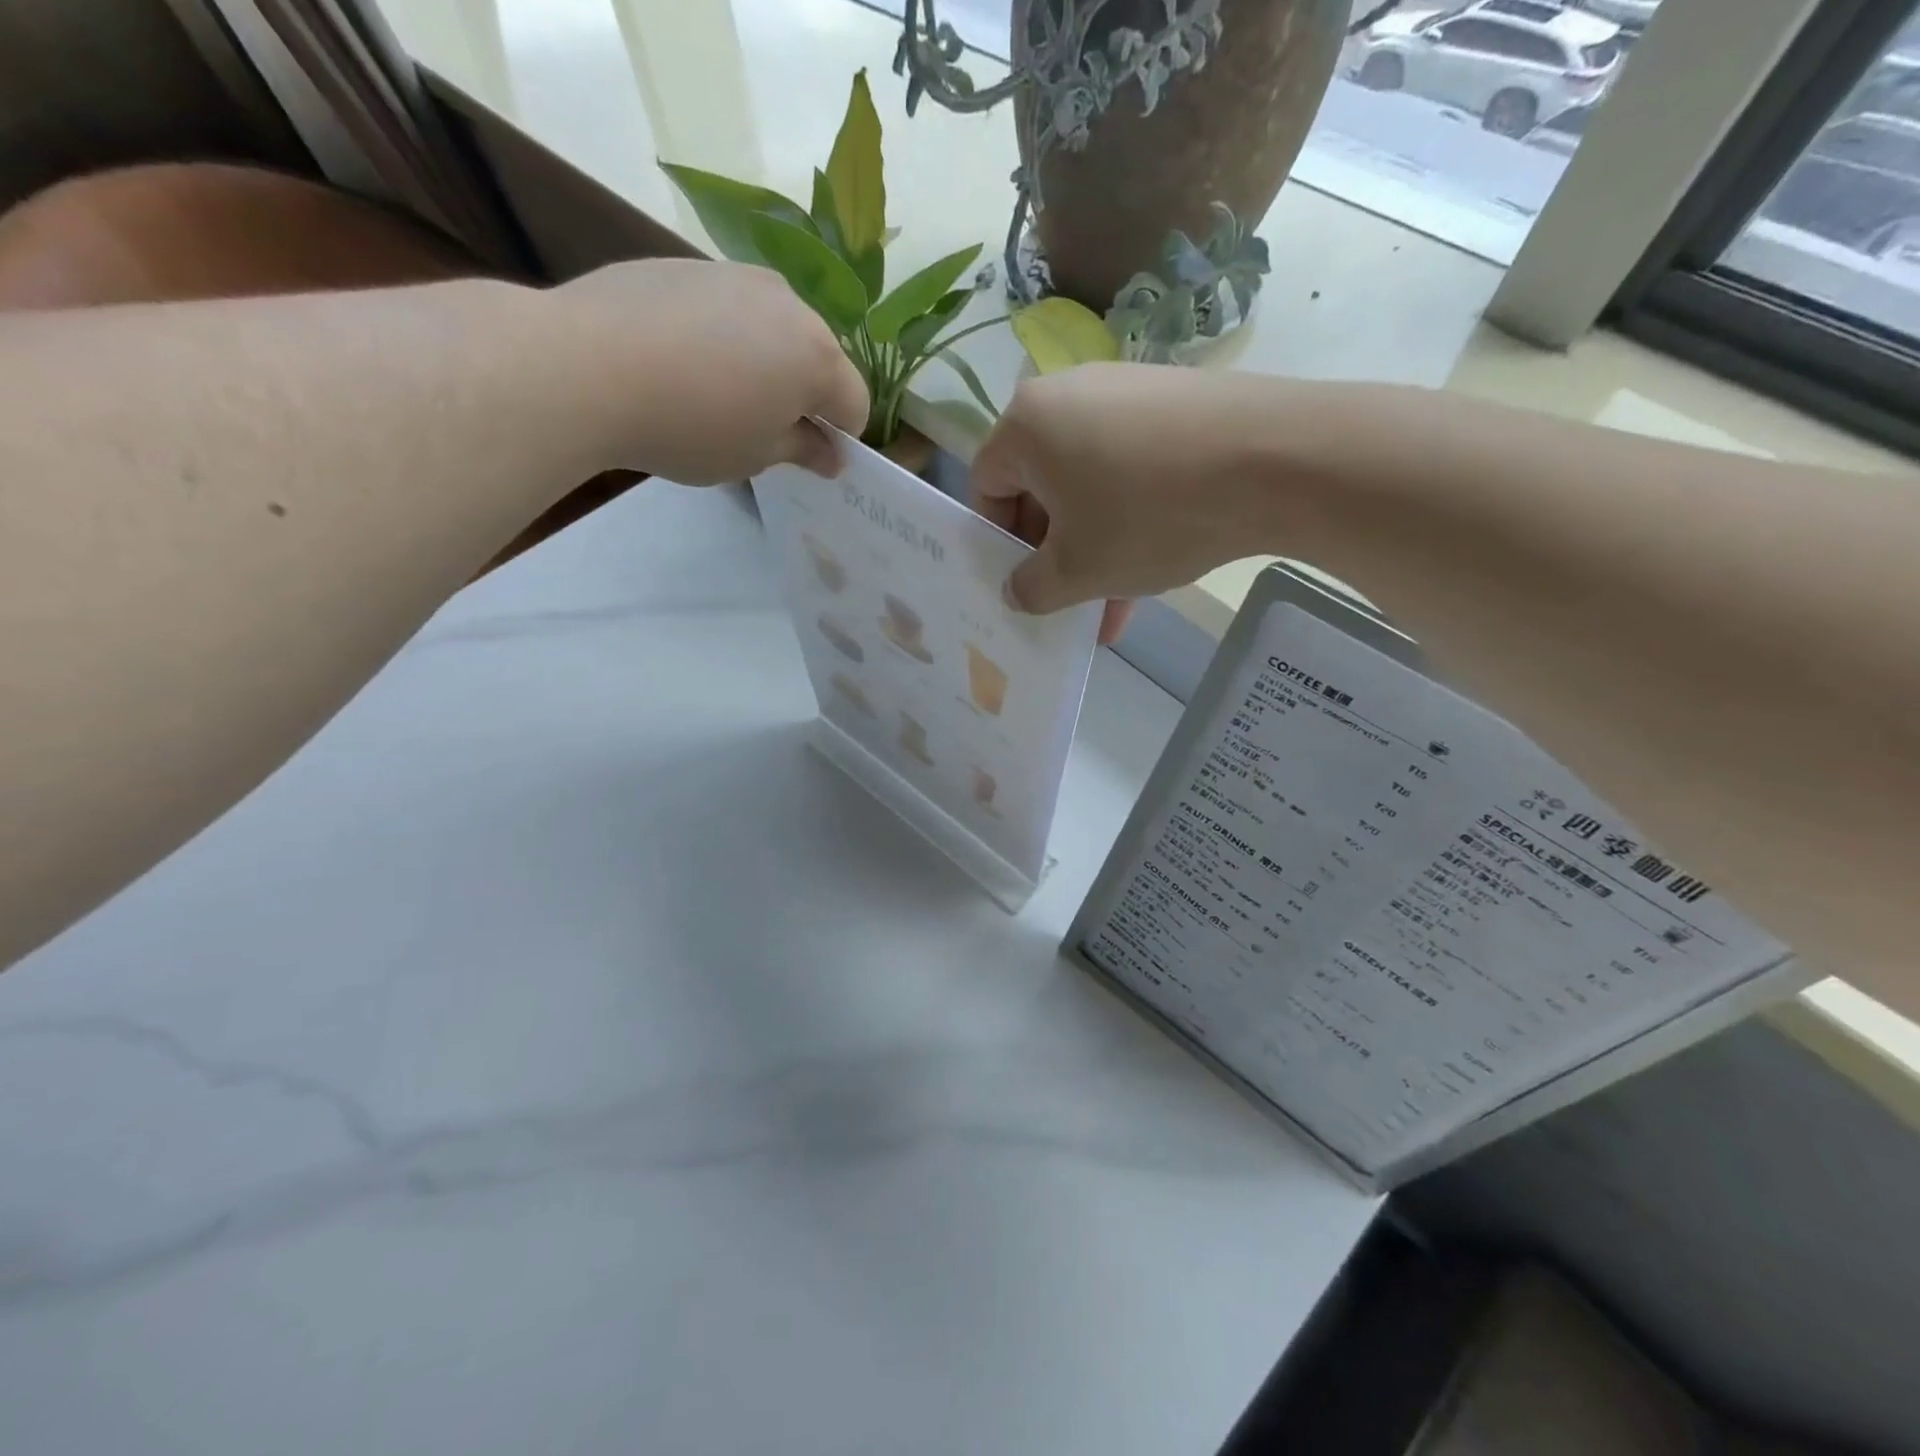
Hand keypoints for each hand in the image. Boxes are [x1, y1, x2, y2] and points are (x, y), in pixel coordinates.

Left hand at [554, 260, 868, 483]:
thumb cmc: (691, 426)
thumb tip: (831, 455)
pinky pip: (727, 309)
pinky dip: (722, 337)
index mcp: (817, 357)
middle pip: (818, 358)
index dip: (840, 437)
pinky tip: (681, 364)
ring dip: (765, 363)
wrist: (587, 365)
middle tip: (763, 429)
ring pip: (773, 329)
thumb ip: (802, 451)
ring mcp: (737, 276)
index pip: (855, 404)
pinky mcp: (688, 265)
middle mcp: (789, 305)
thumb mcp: (755, 456)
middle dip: (804, 395)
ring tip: (717, 395)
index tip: (810, 459)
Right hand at [971, 364, 1275, 642]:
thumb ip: (1032, 588)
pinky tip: (1152, 571)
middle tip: (1070, 600)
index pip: (986, 486)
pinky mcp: (1172, 403)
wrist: (1277, 460)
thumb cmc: (1149, 515)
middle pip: (1039, 487)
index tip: (1024, 582)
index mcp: (1027, 424)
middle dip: (1053, 553)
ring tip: (1114, 607)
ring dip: (1094, 548)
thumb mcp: (1078, 570)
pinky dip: (1131, 520)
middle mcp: (1068, 394)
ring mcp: (1125, 392)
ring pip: (1089, 486)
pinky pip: (1131, 470)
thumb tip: (1016, 592)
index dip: (997, 542)